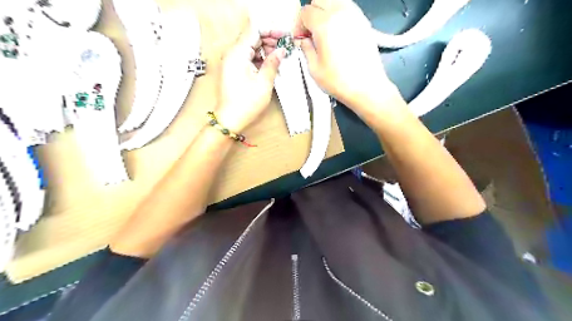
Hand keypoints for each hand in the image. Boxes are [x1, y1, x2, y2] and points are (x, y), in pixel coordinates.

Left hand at [215, 27, 285, 131]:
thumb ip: (273, 63)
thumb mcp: (264, 83)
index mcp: (237, 54)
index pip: (254, 31)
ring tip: (279, 56)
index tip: (284, 36)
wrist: (230, 119)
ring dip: (265, 49)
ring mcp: (231, 62)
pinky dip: (259, 58)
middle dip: (269, 40)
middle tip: (284, 47)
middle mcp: (232, 54)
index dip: (270, 31)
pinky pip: (247, 58)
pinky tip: (270, 64)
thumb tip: (281, 51)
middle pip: (252, 38)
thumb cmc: (246, 104)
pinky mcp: (233, 70)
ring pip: (250, 48)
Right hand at [297, 0, 403, 117]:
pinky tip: (337, 32)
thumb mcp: (314, 68)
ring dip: (325, 11)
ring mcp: (354, 15)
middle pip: (319, 0)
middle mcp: (340, 13)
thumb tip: (303, 40)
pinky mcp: (363, 22)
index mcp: (324, 24)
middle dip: (311, 14)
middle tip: (310, 33)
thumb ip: (305, 49)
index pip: (305, 12)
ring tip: (324, 32)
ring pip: (334, 0)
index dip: (299, 25)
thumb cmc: (338, 81)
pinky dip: (338, 14)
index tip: (300, 39)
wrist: (366, 87)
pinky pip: (347, 8)